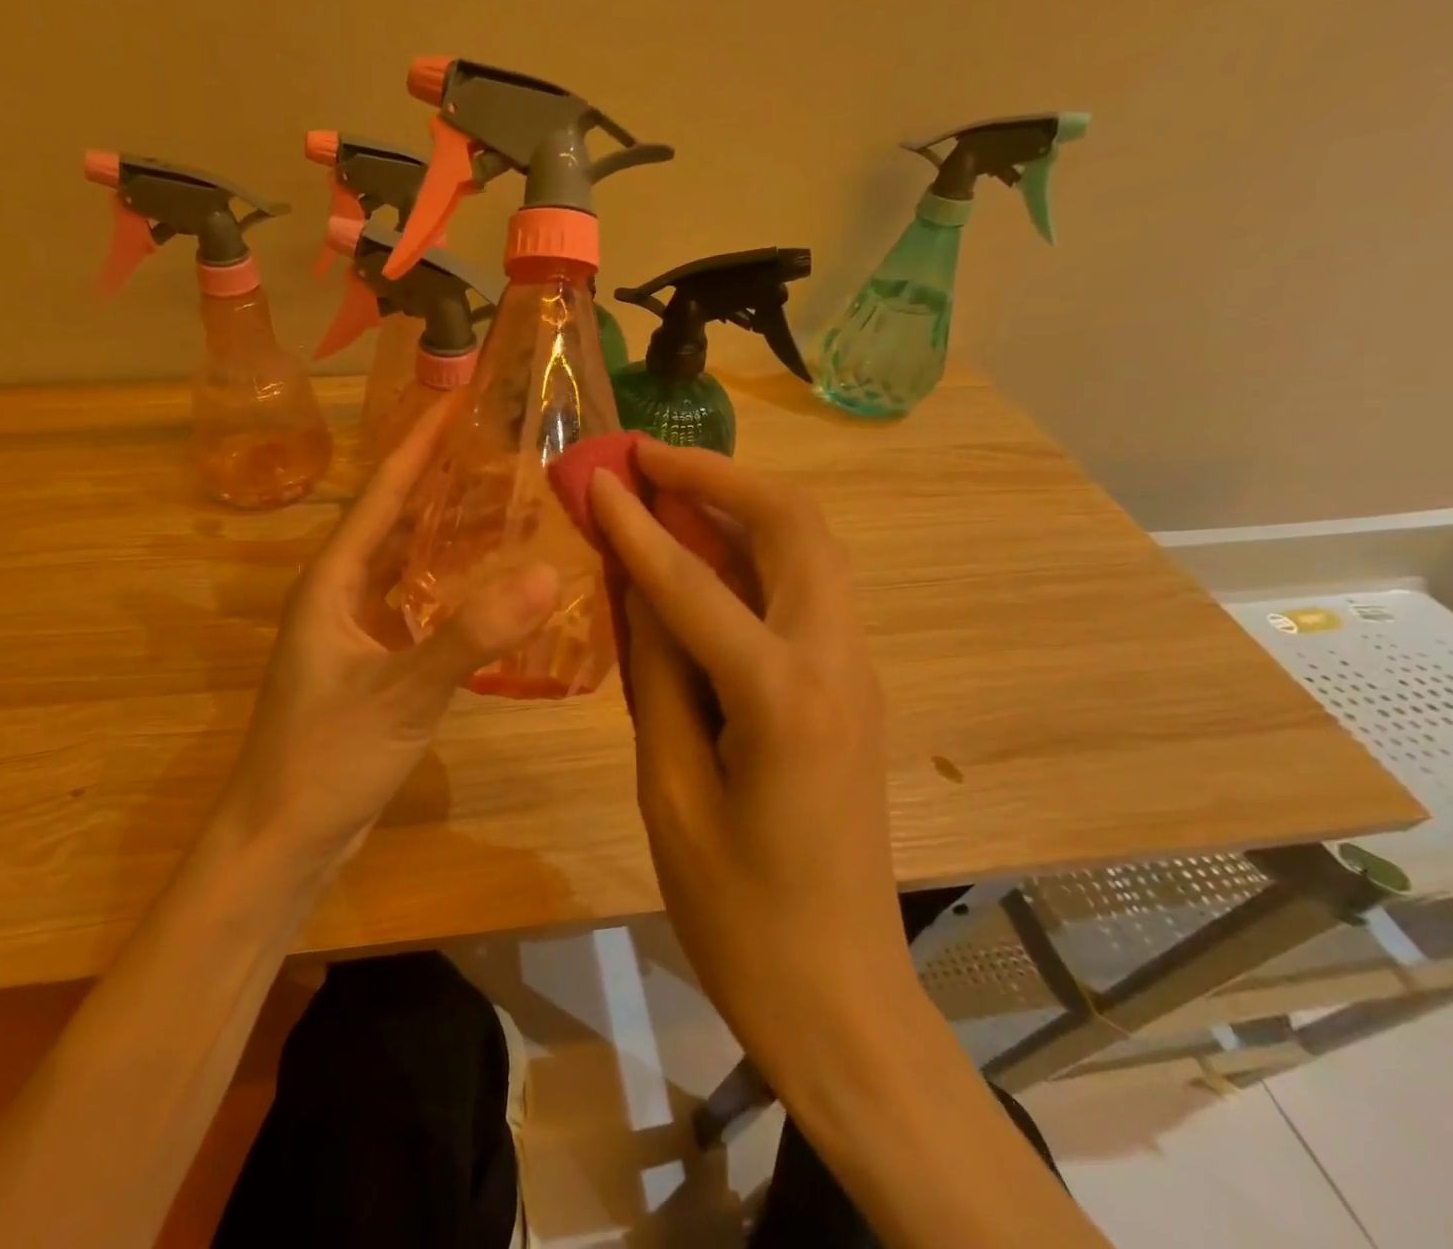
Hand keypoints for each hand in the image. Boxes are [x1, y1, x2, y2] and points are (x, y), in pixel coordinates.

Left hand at [215, 394, 557, 868]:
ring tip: (504, 504)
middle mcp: (338, 594)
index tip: (457, 398)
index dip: (419, 444)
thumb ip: (471, 636)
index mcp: (332, 581)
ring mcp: (352, 631)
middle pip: (394, 520)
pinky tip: (487, 588)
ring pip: (404, 564)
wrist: (281, 838)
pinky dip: (448, 587)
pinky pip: (412, 605)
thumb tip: (546, 575)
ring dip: (445, 533)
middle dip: (440, 481)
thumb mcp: (402, 693)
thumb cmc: (326, 758)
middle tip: (499, 447)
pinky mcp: (369, 664)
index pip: (382, 493)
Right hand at [589, 440, 910, 1062]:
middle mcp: (838, 661)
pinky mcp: (851, 685)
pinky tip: (703, 552)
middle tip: (647, 458)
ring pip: (811, 546)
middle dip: (718, 477)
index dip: (637, 524)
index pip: (695, 582)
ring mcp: (856, 669)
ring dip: (741, 503)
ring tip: (669, 487)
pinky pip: (807, 586)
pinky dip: (756, 549)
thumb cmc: (738, 911)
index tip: (595, 474)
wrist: (839, 993)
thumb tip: (634, 585)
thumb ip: (656, 672)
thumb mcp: (670, 788)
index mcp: (785, 696)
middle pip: (794, 526)